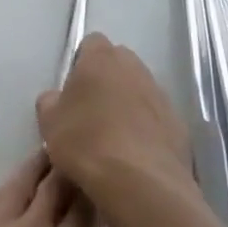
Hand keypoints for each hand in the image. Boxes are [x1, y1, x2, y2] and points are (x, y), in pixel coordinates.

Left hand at [0, 153, 126, 226]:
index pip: (84, 209)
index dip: (93, 190)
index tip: (99, 176)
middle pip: (53, 186)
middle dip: (66, 168)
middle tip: (74, 151)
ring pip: (20, 183)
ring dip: (35, 167)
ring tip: (45, 154)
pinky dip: (5, 187)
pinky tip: (7, 186)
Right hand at [37, 34, 192, 201]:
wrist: (140, 182)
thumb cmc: (87, 143)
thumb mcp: (49, 123)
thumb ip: (50, 101)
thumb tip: (56, 98)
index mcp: (101, 58)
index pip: (91, 44)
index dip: (81, 63)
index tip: (74, 91)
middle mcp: (134, 66)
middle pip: (118, 64)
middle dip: (106, 82)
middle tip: (91, 114)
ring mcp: (159, 93)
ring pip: (139, 90)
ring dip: (128, 105)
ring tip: (114, 140)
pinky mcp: (178, 122)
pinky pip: (156, 118)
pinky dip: (147, 129)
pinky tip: (136, 156)